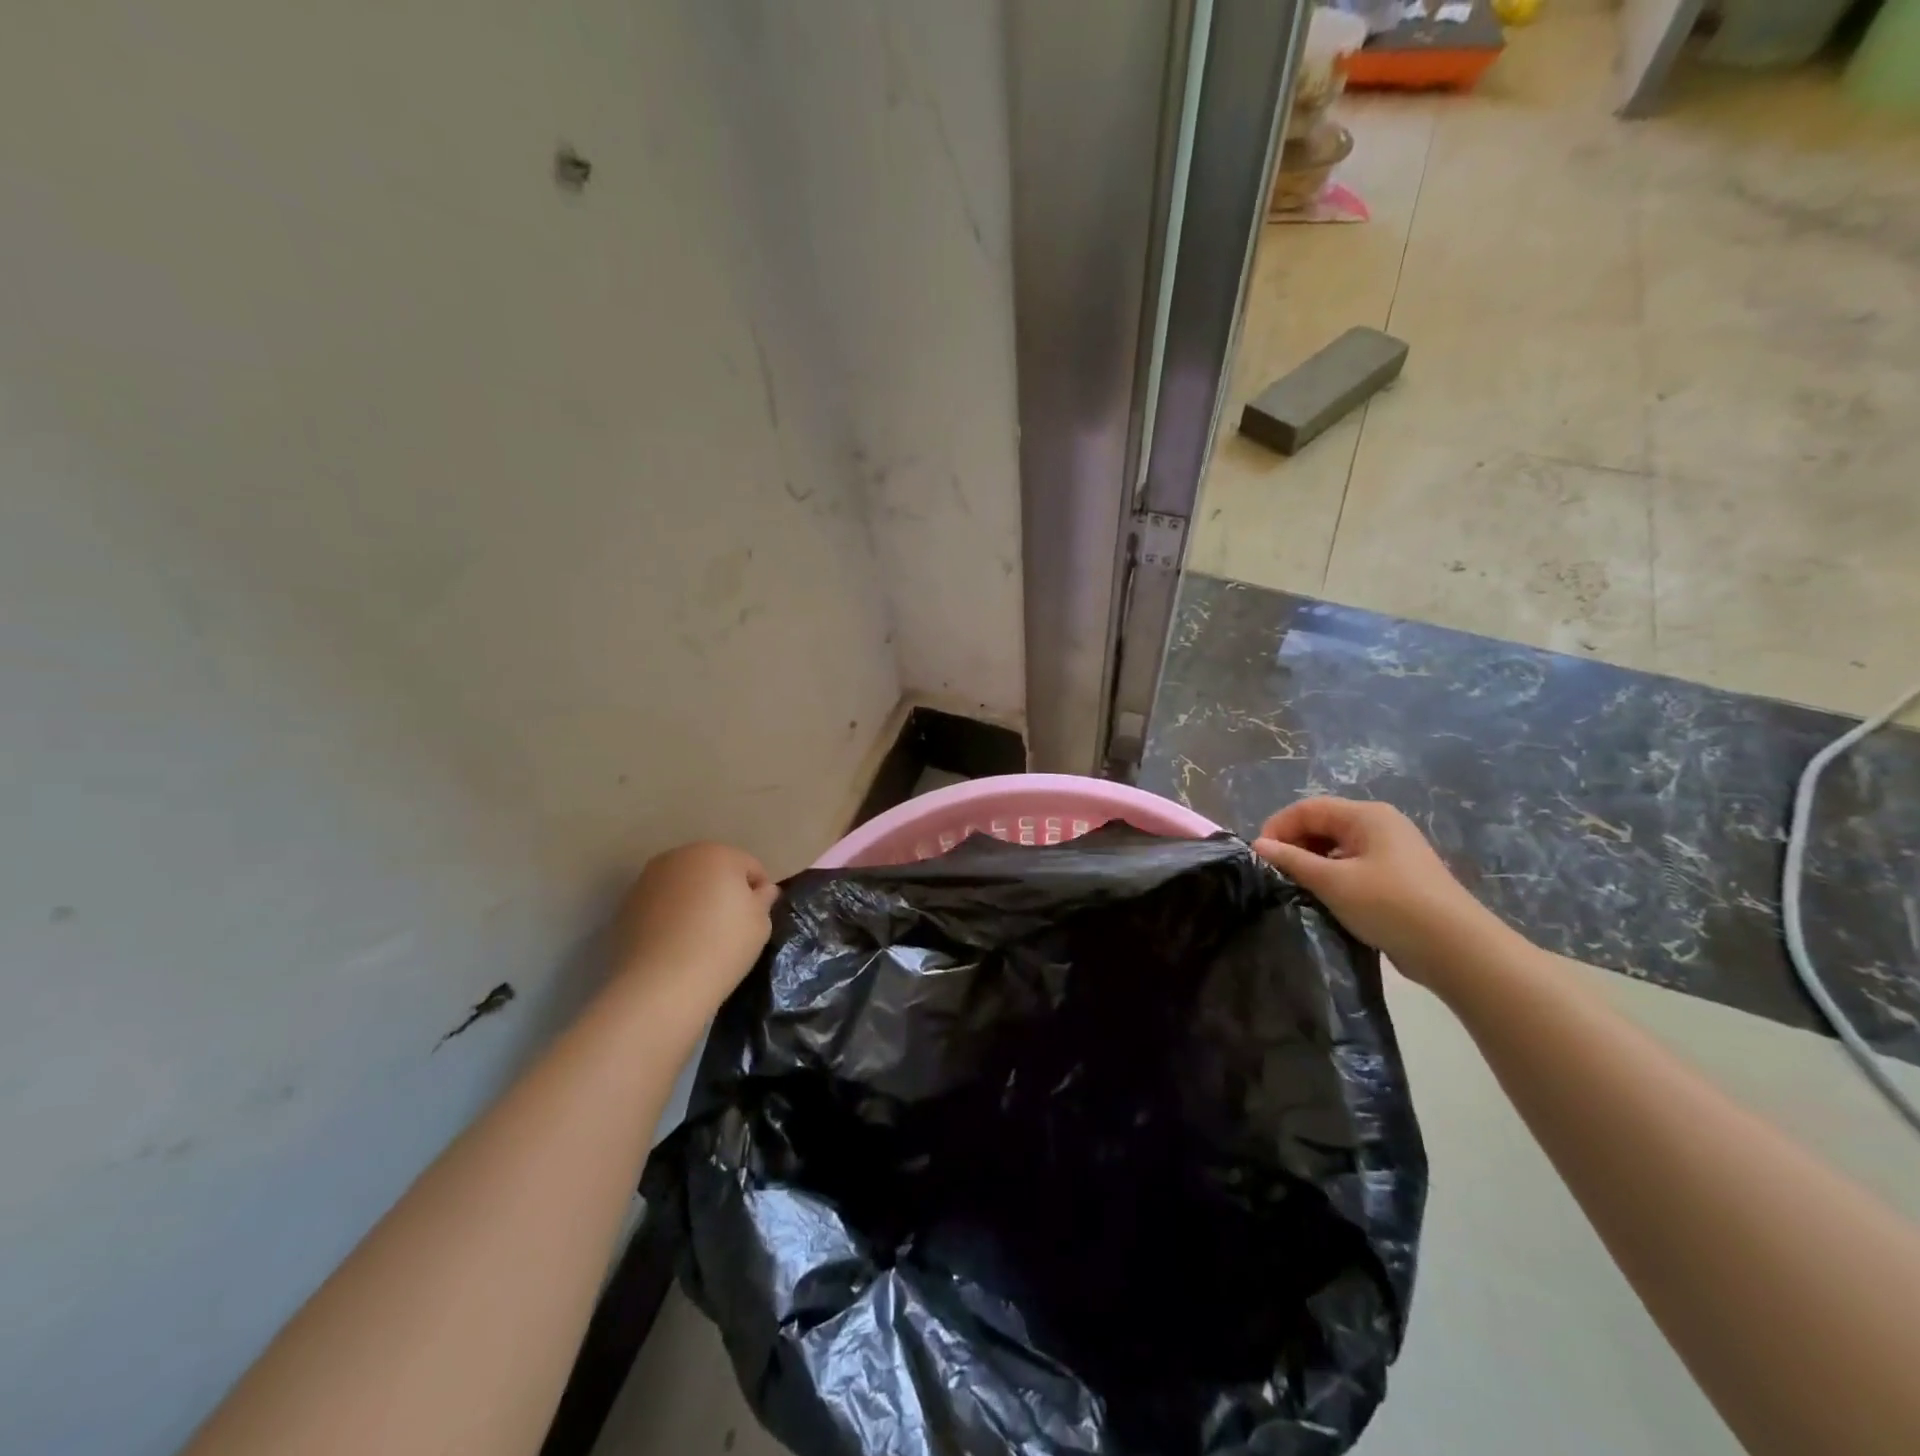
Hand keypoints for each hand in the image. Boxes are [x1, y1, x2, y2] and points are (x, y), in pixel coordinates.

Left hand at [613, 842, 777, 1010]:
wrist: (662, 984)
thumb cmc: (722, 946)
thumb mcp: (760, 923)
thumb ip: (764, 899)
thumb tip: (762, 890)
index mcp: (717, 853)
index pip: (749, 866)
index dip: (758, 893)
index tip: (756, 920)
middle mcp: (680, 856)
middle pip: (713, 869)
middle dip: (723, 890)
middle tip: (729, 926)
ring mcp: (649, 879)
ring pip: (684, 884)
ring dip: (694, 900)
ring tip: (699, 936)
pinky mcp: (627, 904)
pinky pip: (660, 903)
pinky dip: (670, 915)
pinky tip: (675, 944)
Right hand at [1253, 797, 1504, 981]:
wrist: (1456, 949)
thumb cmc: (1390, 904)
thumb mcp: (1333, 881)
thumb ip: (1292, 860)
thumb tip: (1259, 845)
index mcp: (1366, 815)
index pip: (1308, 808)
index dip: (1278, 827)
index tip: (1260, 857)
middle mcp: (1380, 825)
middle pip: (1323, 824)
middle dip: (1294, 845)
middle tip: (1275, 874)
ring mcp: (1391, 852)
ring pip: (1337, 847)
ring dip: (1312, 864)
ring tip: (1296, 888)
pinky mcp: (1397, 878)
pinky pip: (1353, 866)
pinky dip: (1332, 877)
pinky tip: (1324, 899)